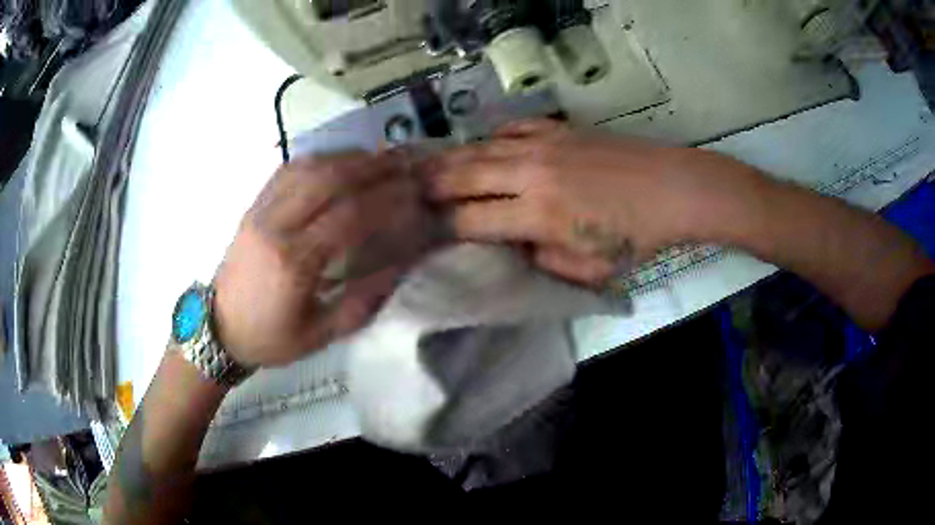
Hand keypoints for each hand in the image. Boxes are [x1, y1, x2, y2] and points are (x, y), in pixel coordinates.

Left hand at [212, 151, 434, 367]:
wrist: (218, 329)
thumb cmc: (269, 338)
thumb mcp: (319, 336)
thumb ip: (361, 302)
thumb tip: (399, 266)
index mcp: (293, 263)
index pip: (348, 215)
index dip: (386, 199)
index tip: (413, 193)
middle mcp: (275, 226)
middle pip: (328, 179)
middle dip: (372, 167)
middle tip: (402, 165)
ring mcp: (260, 211)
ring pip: (308, 167)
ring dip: (347, 158)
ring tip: (377, 159)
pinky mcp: (253, 206)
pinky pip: (288, 170)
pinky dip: (319, 160)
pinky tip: (339, 161)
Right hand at [423, 119, 734, 285]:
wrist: (672, 188)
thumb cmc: (636, 235)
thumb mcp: (589, 267)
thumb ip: (543, 258)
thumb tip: (516, 242)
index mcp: (538, 215)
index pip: (471, 220)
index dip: (442, 226)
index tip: (421, 231)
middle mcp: (530, 173)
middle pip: (463, 175)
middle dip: (429, 185)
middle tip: (405, 192)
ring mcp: (543, 144)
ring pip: (480, 148)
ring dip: (449, 158)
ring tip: (424, 166)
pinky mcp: (559, 129)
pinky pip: (511, 127)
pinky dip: (490, 136)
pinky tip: (482, 144)